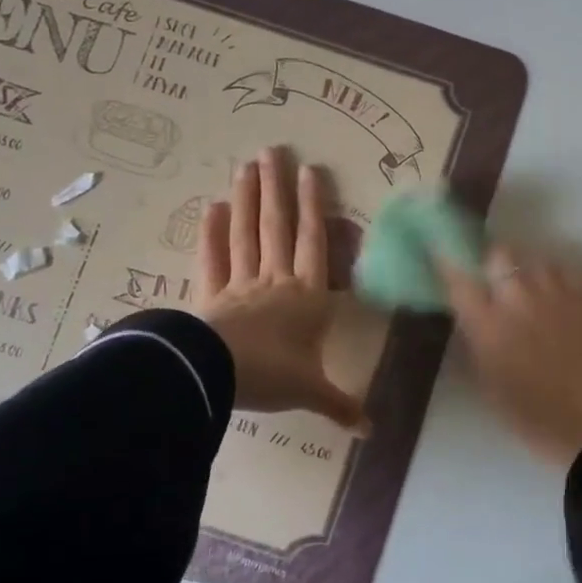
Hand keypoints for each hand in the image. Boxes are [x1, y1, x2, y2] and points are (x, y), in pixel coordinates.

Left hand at [195, 147, 364, 430]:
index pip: (314, 243)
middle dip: (276, 189)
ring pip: (245, 234)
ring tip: (245, 166)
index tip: (311, 171)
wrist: (218, 376)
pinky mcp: (210, 296)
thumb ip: (340, 406)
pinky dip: (210, 234)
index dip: (314, 207)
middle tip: (272, 151)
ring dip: (246, 199)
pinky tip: (210, 207)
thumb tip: (371, 431)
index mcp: (306, 297)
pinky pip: (211, 260)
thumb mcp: (311, 392)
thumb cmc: (273, 375)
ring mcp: (240, 284)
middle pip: (277, 227)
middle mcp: (275, 281)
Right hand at [440, 248, 581, 465]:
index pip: (459, 279)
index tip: (444, 257)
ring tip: (528, 288)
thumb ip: (476, 339)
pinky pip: (567, 271)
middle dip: (492, 261)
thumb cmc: (529, 415)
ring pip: (535, 258)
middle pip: (498, 254)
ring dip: (527, 269)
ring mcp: (555, 295)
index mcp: (488, 324)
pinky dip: (559, 277)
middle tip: (493, 279)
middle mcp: (518, 299)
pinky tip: (558, 294)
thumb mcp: (487, 380)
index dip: (449, 264)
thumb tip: (470, 314)